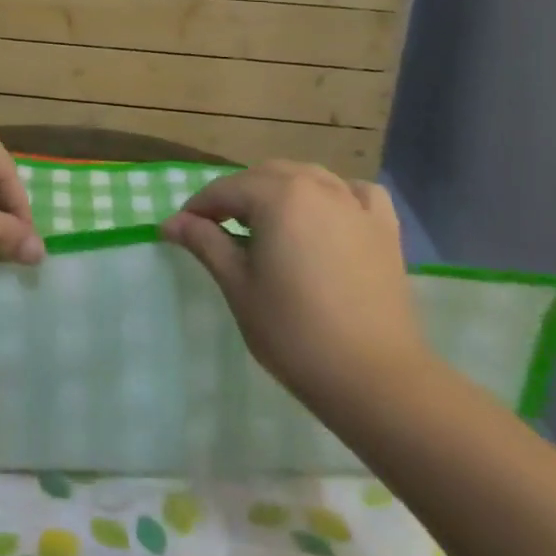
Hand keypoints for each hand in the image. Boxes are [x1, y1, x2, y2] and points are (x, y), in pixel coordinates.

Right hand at [159, 162, 430, 424]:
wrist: (375, 378)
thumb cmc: (294, 332)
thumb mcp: (238, 286)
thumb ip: (205, 243)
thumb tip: (171, 222)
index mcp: (278, 195)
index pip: (225, 190)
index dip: (198, 208)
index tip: (179, 229)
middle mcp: (316, 186)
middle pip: (264, 176)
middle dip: (236, 196)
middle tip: (216, 229)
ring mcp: (354, 204)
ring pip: (307, 177)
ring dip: (279, 190)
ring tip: (265, 223)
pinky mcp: (383, 228)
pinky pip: (355, 192)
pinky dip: (335, 194)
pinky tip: (327, 214)